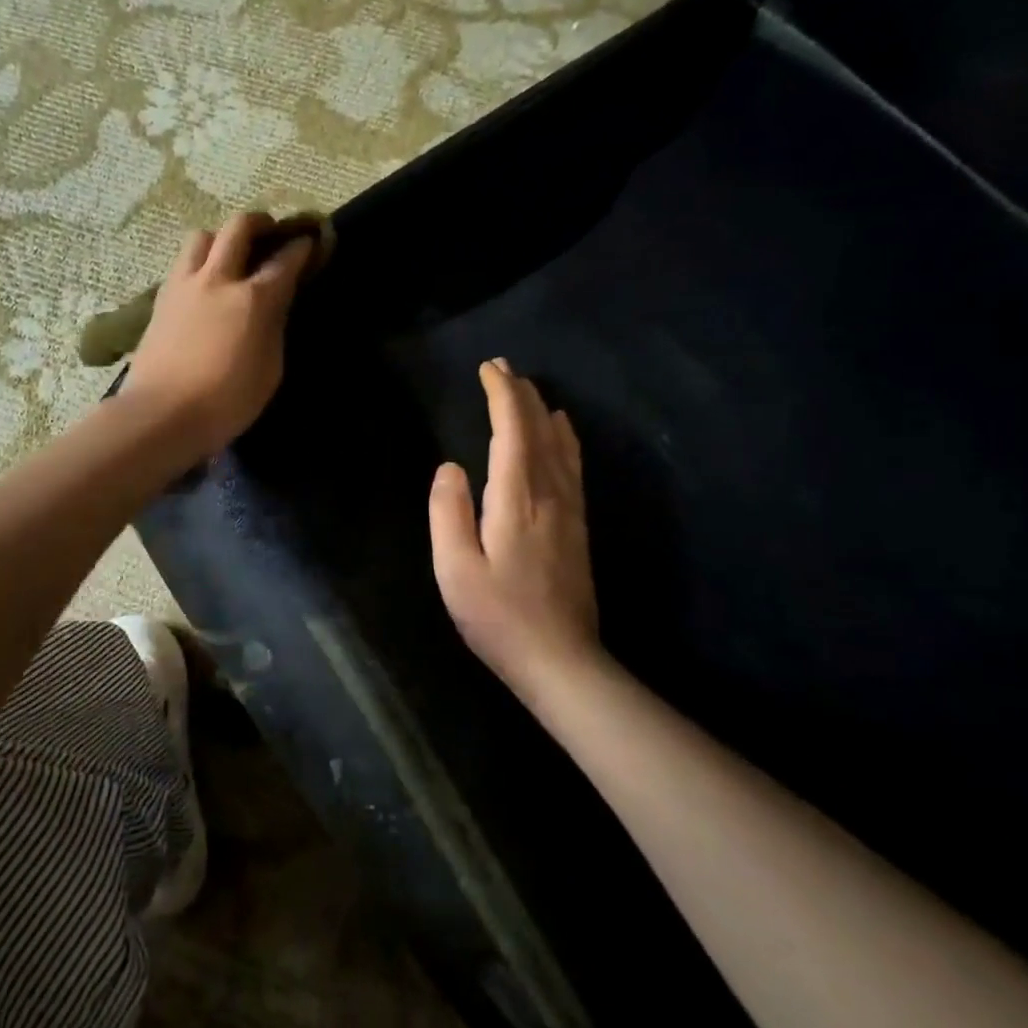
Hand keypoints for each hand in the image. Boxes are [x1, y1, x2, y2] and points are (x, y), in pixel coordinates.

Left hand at [122, 213, 313, 460]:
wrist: (161, 415)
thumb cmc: (226, 402)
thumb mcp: (269, 370)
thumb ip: (274, 329)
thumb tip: (274, 306)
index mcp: (254, 298)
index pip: (285, 259)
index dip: (302, 247)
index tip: (311, 242)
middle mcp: (218, 279)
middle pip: (239, 227)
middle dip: (261, 223)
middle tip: (271, 233)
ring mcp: (184, 285)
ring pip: (203, 236)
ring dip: (221, 238)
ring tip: (230, 257)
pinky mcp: (160, 299)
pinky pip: (182, 263)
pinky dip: (198, 261)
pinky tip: (204, 283)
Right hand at [429, 359, 599, 684]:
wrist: (561, 660)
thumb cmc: (499, 617)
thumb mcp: (456, 570)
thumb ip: (448, 513)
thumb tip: (450, 467)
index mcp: (517, 498)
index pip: (512, 430)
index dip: (501, 395)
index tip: (488, 369)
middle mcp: (550, 493)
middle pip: (540, 428)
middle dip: (520, 393)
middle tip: (502, 367)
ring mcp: (570, 508)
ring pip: (560, 443)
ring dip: (542, 410)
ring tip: (527, 388)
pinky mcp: (578, 525)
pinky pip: (573, 464)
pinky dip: (564, 437)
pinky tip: (562, 430)